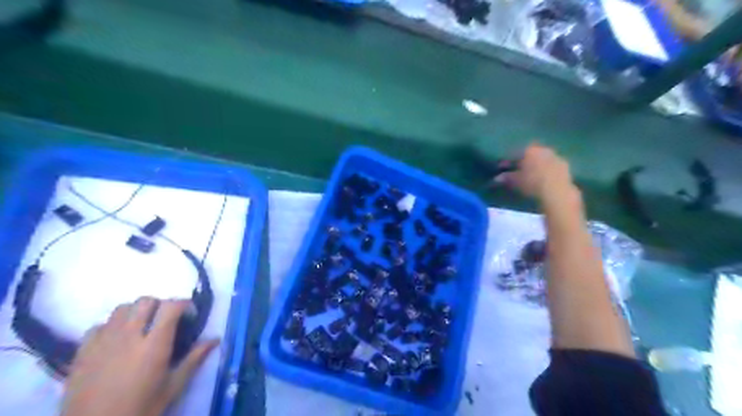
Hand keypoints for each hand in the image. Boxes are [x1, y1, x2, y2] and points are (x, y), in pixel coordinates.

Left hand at [62, 296, 217, 415]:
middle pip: (145, 301)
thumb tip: (215, 339)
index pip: (170, 306)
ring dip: (135, 312)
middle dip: (159, 305)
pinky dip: (110, 327)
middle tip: (164, 320)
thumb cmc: (142, 408)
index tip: (188, 314)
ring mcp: (103, 343)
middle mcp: (129, 336)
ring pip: (121, 309)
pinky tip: (116, 340)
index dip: (182, 304)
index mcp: (154, 345)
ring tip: (140, 327)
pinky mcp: (83, 352)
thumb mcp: (173, 386)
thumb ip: (194, 358)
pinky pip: (98, 326)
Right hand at [495, 145, 575, 205]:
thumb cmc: (532, 183)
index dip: (507, 161)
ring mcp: (556, 157)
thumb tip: (497, 178)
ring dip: (536, 165)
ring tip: (531, 175)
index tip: (502, 167)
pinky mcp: (566, 167)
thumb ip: (506, 177)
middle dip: (523, 161)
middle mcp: (544, 149)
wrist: (557, 192)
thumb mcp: (515, 181)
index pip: (515, 153)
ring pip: (542, 159)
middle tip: (517, 170)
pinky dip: (546, 171)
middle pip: (530, 154)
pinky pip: (552, 167)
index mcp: (530, 150)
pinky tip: (543, 179)